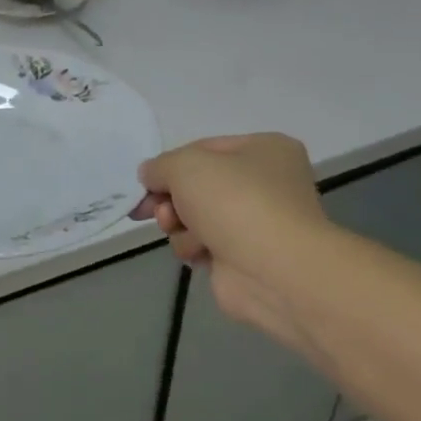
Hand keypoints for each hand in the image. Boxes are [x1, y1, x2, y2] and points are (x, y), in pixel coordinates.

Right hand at [132, 134, 330, 341]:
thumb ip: (159, 166)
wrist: (274, 272)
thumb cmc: (235, 202)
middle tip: (156, 209)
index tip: (146, 181)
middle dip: (171, 198)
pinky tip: (199, 252)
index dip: (170, 164)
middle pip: (197, 185)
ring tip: (179, 230)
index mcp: (266, 150)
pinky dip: (194, 247)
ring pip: (195, 216)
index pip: (203, 148)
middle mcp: (266, 184)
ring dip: (179, 223)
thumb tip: (150, 176)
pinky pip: (203, 244)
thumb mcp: (185, 165)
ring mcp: (257, 223)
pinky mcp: (244, 257)